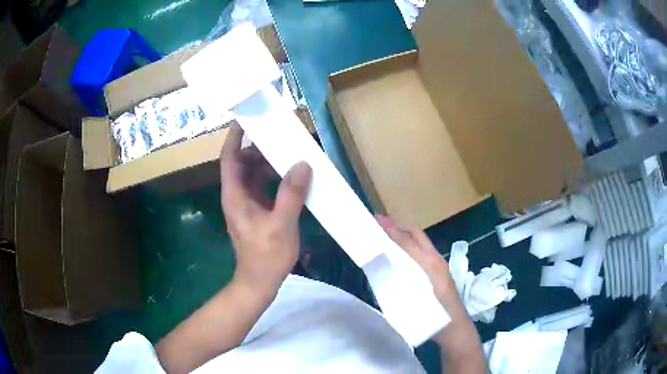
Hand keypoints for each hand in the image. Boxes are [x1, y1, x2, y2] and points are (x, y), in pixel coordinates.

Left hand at [220, 124, 311, 299]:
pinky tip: (293, 177)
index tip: (246, 119)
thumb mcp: (281, 225)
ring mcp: (248, 203)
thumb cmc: (265, 256)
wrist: (260, 282)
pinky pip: (264, 187)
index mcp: (235, 195)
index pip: (229, 158)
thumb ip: (291, 194)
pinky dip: (276, 178)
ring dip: (270, 163)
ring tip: (290, 153)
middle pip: (243, 163)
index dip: (235, 137)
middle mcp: (238, 195)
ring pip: (255, 174)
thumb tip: (302, 164)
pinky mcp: (258, 211)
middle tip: (280, 136)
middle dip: (259, 148)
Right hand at [375, 215, 474, 343]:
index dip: (394, 230)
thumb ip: (405, 278)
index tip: (378, 220)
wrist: (453, 327)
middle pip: (417, 237)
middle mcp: (435, 260)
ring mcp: (438, 266)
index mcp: (431, 263)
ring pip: (420, 244)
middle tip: (380, 225)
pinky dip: (409, 248)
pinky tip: (399, 256)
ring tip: (386, 236)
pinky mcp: (437, 274)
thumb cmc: (436, 313)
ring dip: (404, 237)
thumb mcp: (418, 296)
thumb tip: (386, 260)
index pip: (411, 240)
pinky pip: (422, 254)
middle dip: (400, 228)